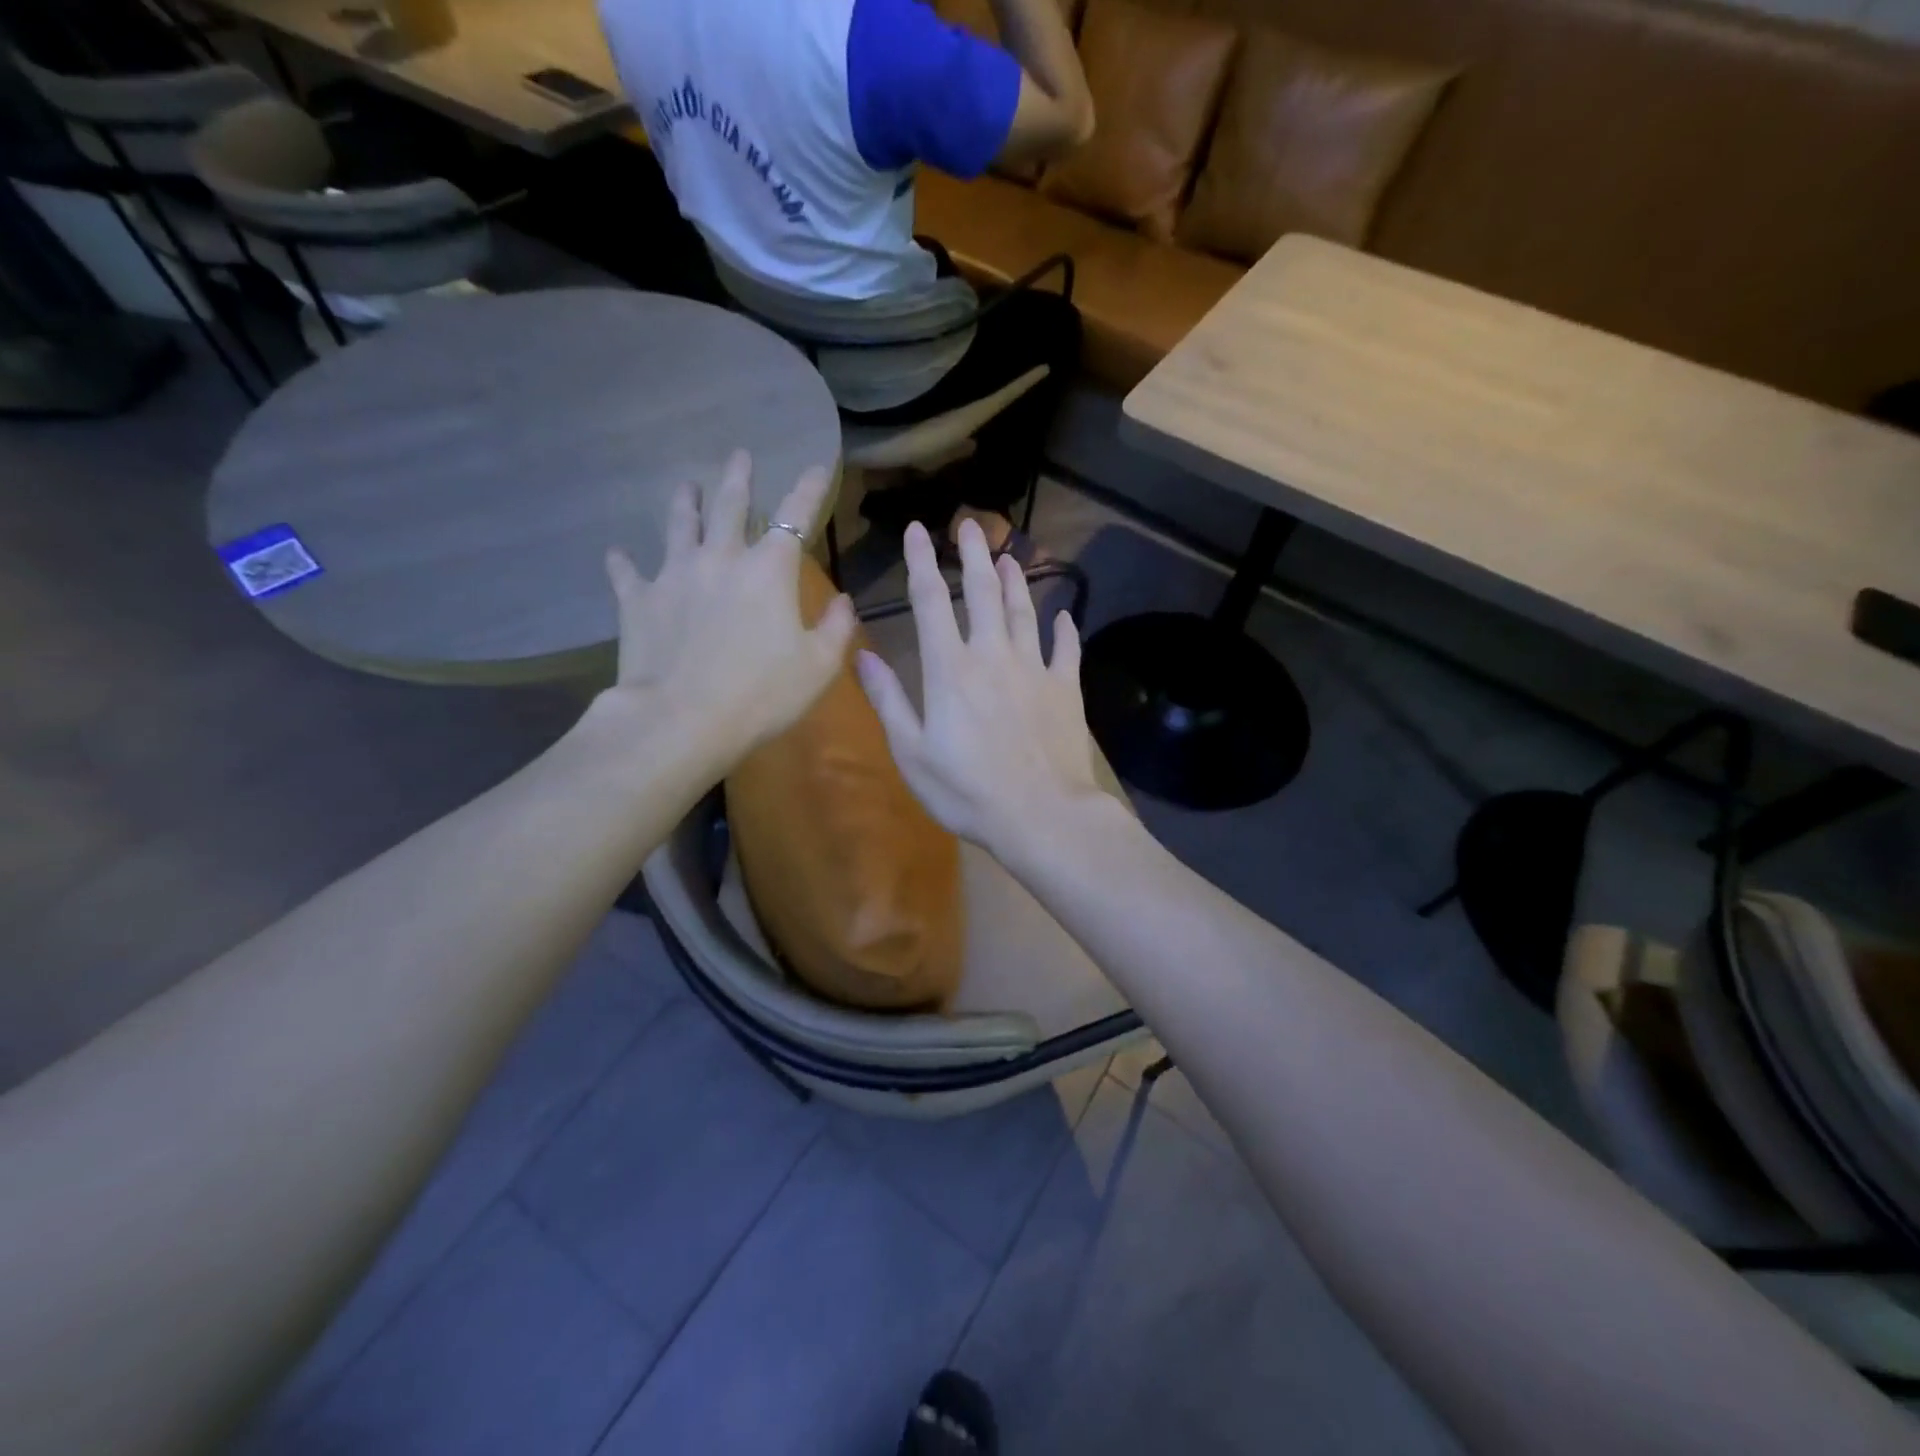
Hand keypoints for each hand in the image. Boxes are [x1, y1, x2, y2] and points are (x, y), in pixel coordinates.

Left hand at [599, 450, 853, 769]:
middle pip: (730, 507)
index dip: (809, 489)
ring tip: (686, 485)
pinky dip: (623, 563)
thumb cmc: (761, 694)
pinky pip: (627, 574)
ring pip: (679, 527)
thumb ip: (837, 628)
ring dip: (685, 504)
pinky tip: (617, 554)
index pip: (795, 516)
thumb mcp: (818, 667)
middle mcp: (720, 559)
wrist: (682, 721)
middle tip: (739, 455)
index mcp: (768, 571)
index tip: (817, 466)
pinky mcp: (638, 601)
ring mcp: (674, 576)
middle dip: (738, 480)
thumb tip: (844, 600)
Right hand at [856, 518, 1103, 857]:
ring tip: (1009, 556)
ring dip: (1015, 581)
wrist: (1041, 815)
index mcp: (949, 668)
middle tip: (970, 524)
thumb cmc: (967, 791)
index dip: (922, 562)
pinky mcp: (1066, 688)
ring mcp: (1034, 668)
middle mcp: (992, 655)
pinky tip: (1064, 617)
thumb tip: (863, 654)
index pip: (930, 601)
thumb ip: (889, 700)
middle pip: (982, 592)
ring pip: (1024, 611)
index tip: (918, 530)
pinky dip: (1064, 629)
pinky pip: (1067, 649)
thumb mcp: (911, 752)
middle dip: (973, 555)